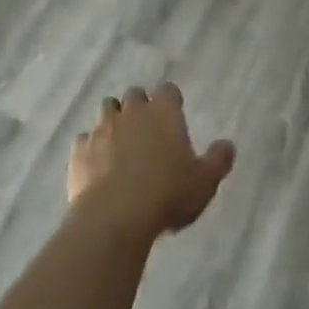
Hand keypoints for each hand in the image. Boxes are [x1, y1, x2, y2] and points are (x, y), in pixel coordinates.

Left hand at [68, 84, 234, 239]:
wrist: (115, 217)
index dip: (171, 101)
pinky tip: (97, 166)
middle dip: (140, 107)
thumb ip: (218, 160)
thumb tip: (228, 145)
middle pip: (135, 95)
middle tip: (147, 131)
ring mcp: (102, 128)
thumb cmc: (167, 194)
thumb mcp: (205, 182)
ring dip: (114, 121)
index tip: (174, 115)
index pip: (168, 91)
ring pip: (107, 111)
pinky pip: (85, 140)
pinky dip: (91, 148)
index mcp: (163, 112)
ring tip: (120, 145)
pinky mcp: (79, 150)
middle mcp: (132, 111)